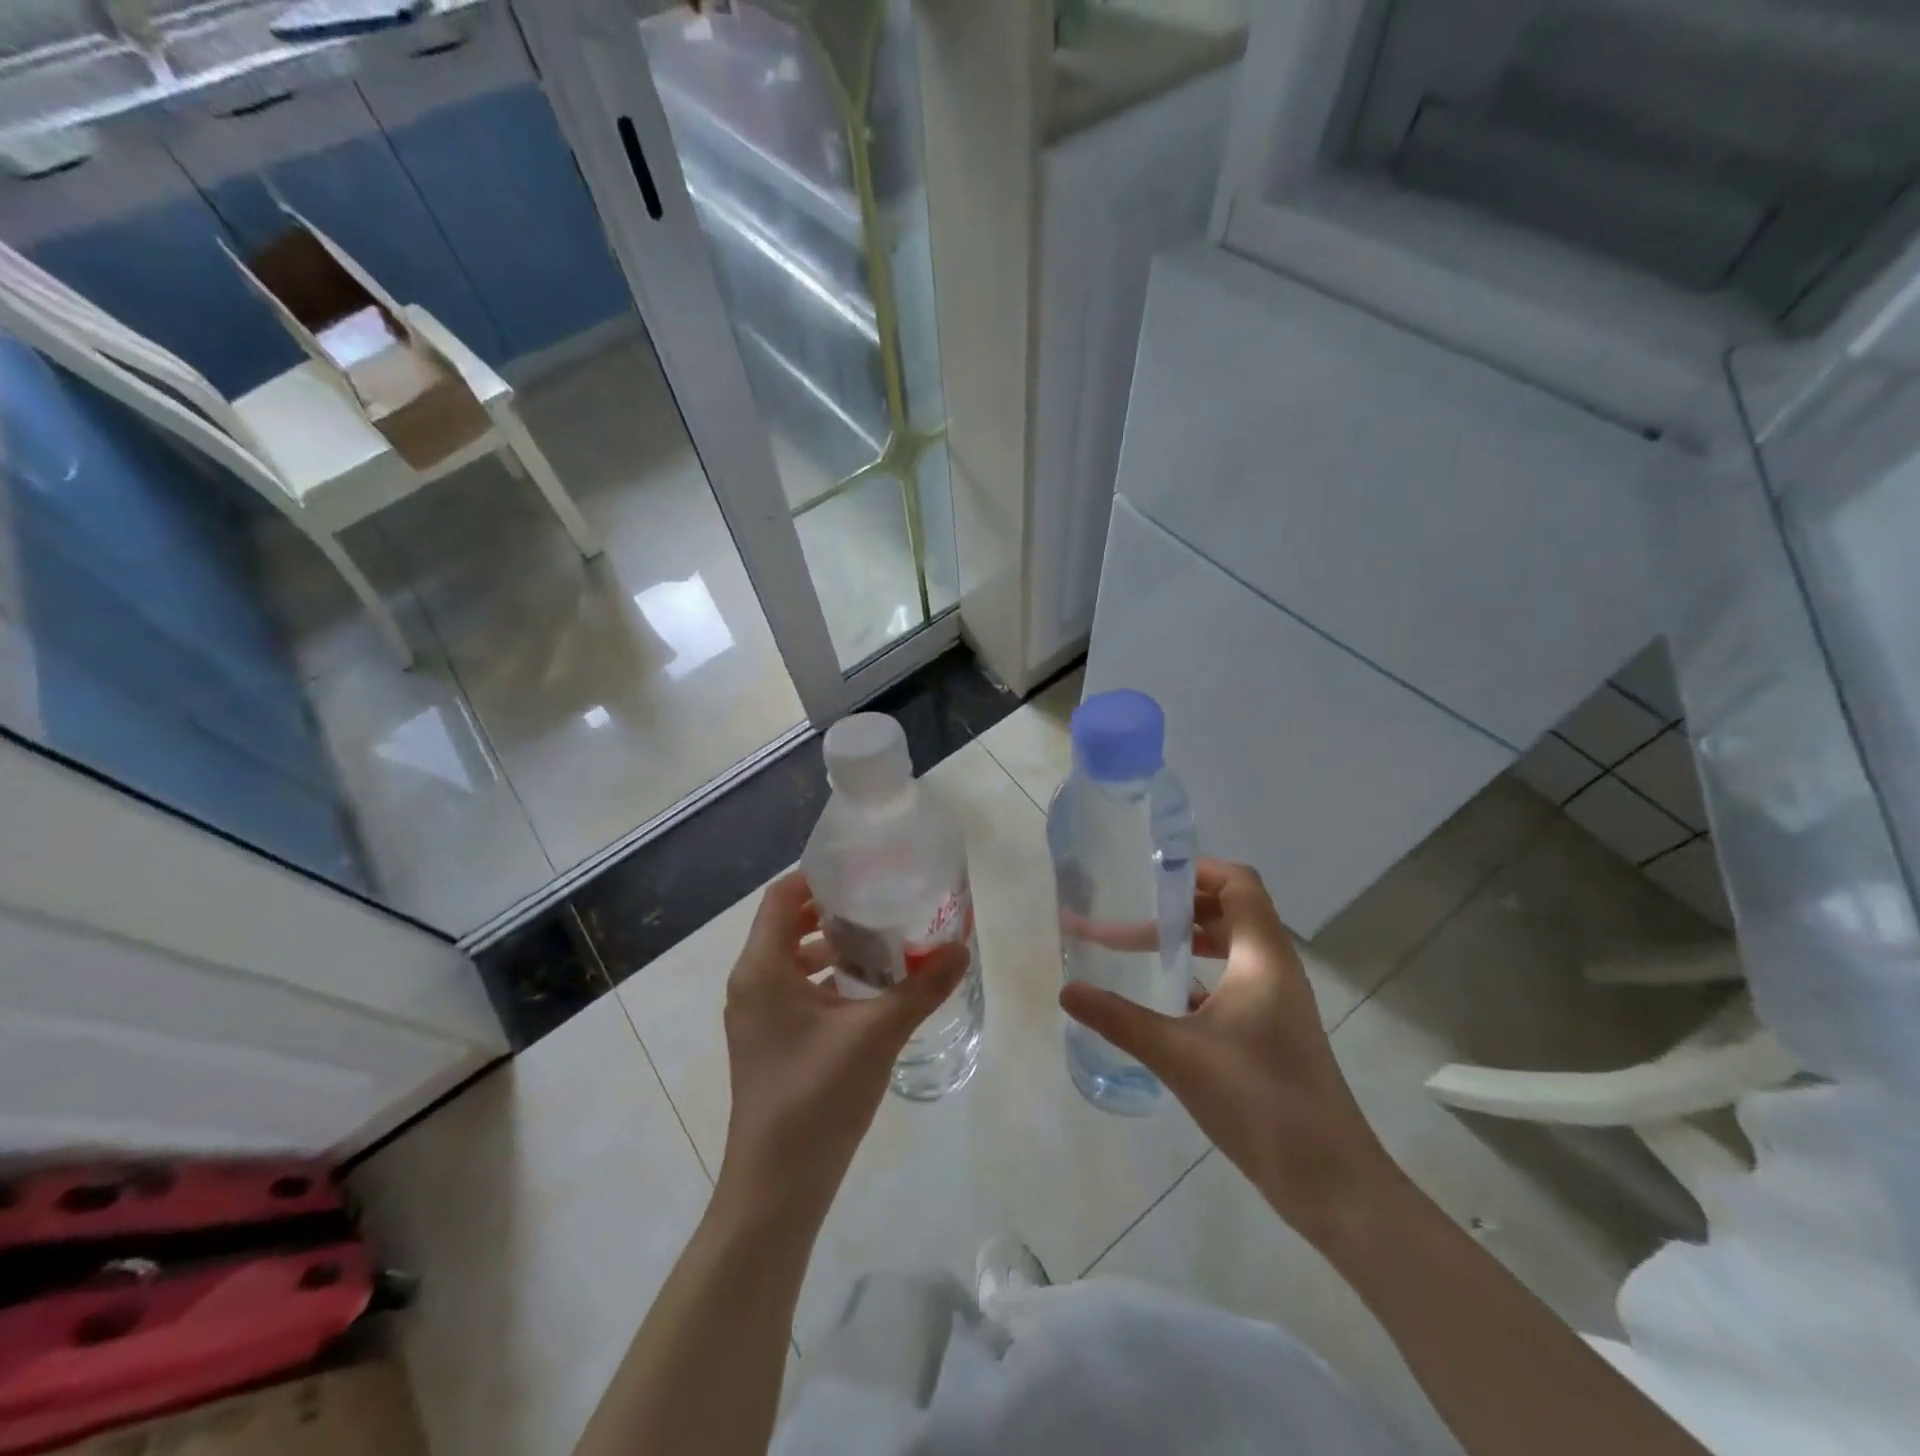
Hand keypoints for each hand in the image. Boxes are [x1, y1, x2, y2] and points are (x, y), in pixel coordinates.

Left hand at [717, 872, 968, 1222]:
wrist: (776, 1186)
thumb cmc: (817, 1096)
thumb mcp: (877, 1034)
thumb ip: (922, 988)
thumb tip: (961, 949)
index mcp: (762, 967)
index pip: (783, 895)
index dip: (820, 876)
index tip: (866, 869)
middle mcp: (751, 982)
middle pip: (788, 923)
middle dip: (834, 910)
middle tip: (884, 900)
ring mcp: (756, 1015)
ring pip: (793, 958)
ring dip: (833, 945)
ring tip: (884, 940)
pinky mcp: (768, 1040)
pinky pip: (795, 989)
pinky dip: (827, 978)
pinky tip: (870, 989)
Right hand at [1060, 859, 1396, 1241]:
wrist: (1329, 1181)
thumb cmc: (1258, 1099)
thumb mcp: (1177, 1054)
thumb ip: (1118, 1018)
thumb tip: (1066, 990)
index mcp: (1262, 956)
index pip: (1238, 884)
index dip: (1198, 869)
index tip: (1149, 875)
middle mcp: (1274, 969)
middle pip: (1231, 911)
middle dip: (1179, 908)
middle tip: (1130, 913)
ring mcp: (1277, 1002)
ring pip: (1231, 949)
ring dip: (1188, 942)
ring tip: (1138, 948)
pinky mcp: (1272, 1032)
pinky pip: (1233, 983)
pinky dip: (1199, 978)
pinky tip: (1163, 999)